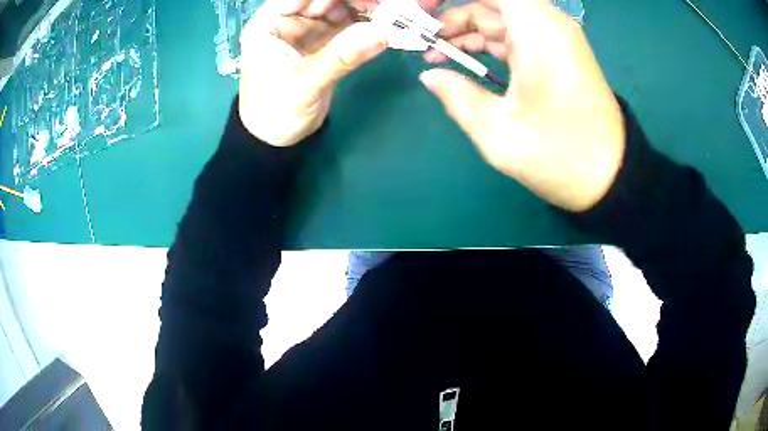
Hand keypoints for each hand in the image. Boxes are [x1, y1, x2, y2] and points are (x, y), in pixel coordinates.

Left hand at [238, 0, 388, 146]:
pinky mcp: (322, 43)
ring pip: (338, 8)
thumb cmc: (275, 112)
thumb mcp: (305, 84)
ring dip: (364, 10)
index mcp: (269, 23)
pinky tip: (384, 27)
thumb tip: (384, 33)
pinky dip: (365, 25)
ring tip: (390, 16)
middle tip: (386, 8)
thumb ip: (341, 57)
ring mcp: (306, 31)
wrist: (274, 141)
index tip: (366, 0)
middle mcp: (288, 21)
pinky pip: (347, 26)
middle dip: (354, 0)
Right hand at [421, 0, 624, 211]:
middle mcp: (548, 24)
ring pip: (498, 17)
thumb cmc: (560, 156)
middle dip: (452, 15)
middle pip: (490, 2)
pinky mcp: (554, 54)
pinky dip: (485, 42)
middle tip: (419, 38)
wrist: (610, 176)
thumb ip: (457, 96)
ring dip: (464, 30)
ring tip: (432, 54)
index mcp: (538, 30)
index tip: (422, 11)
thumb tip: (430, 76)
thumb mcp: (499, 133)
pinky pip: (512, 35)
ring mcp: (553, 38)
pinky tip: (461, 60)